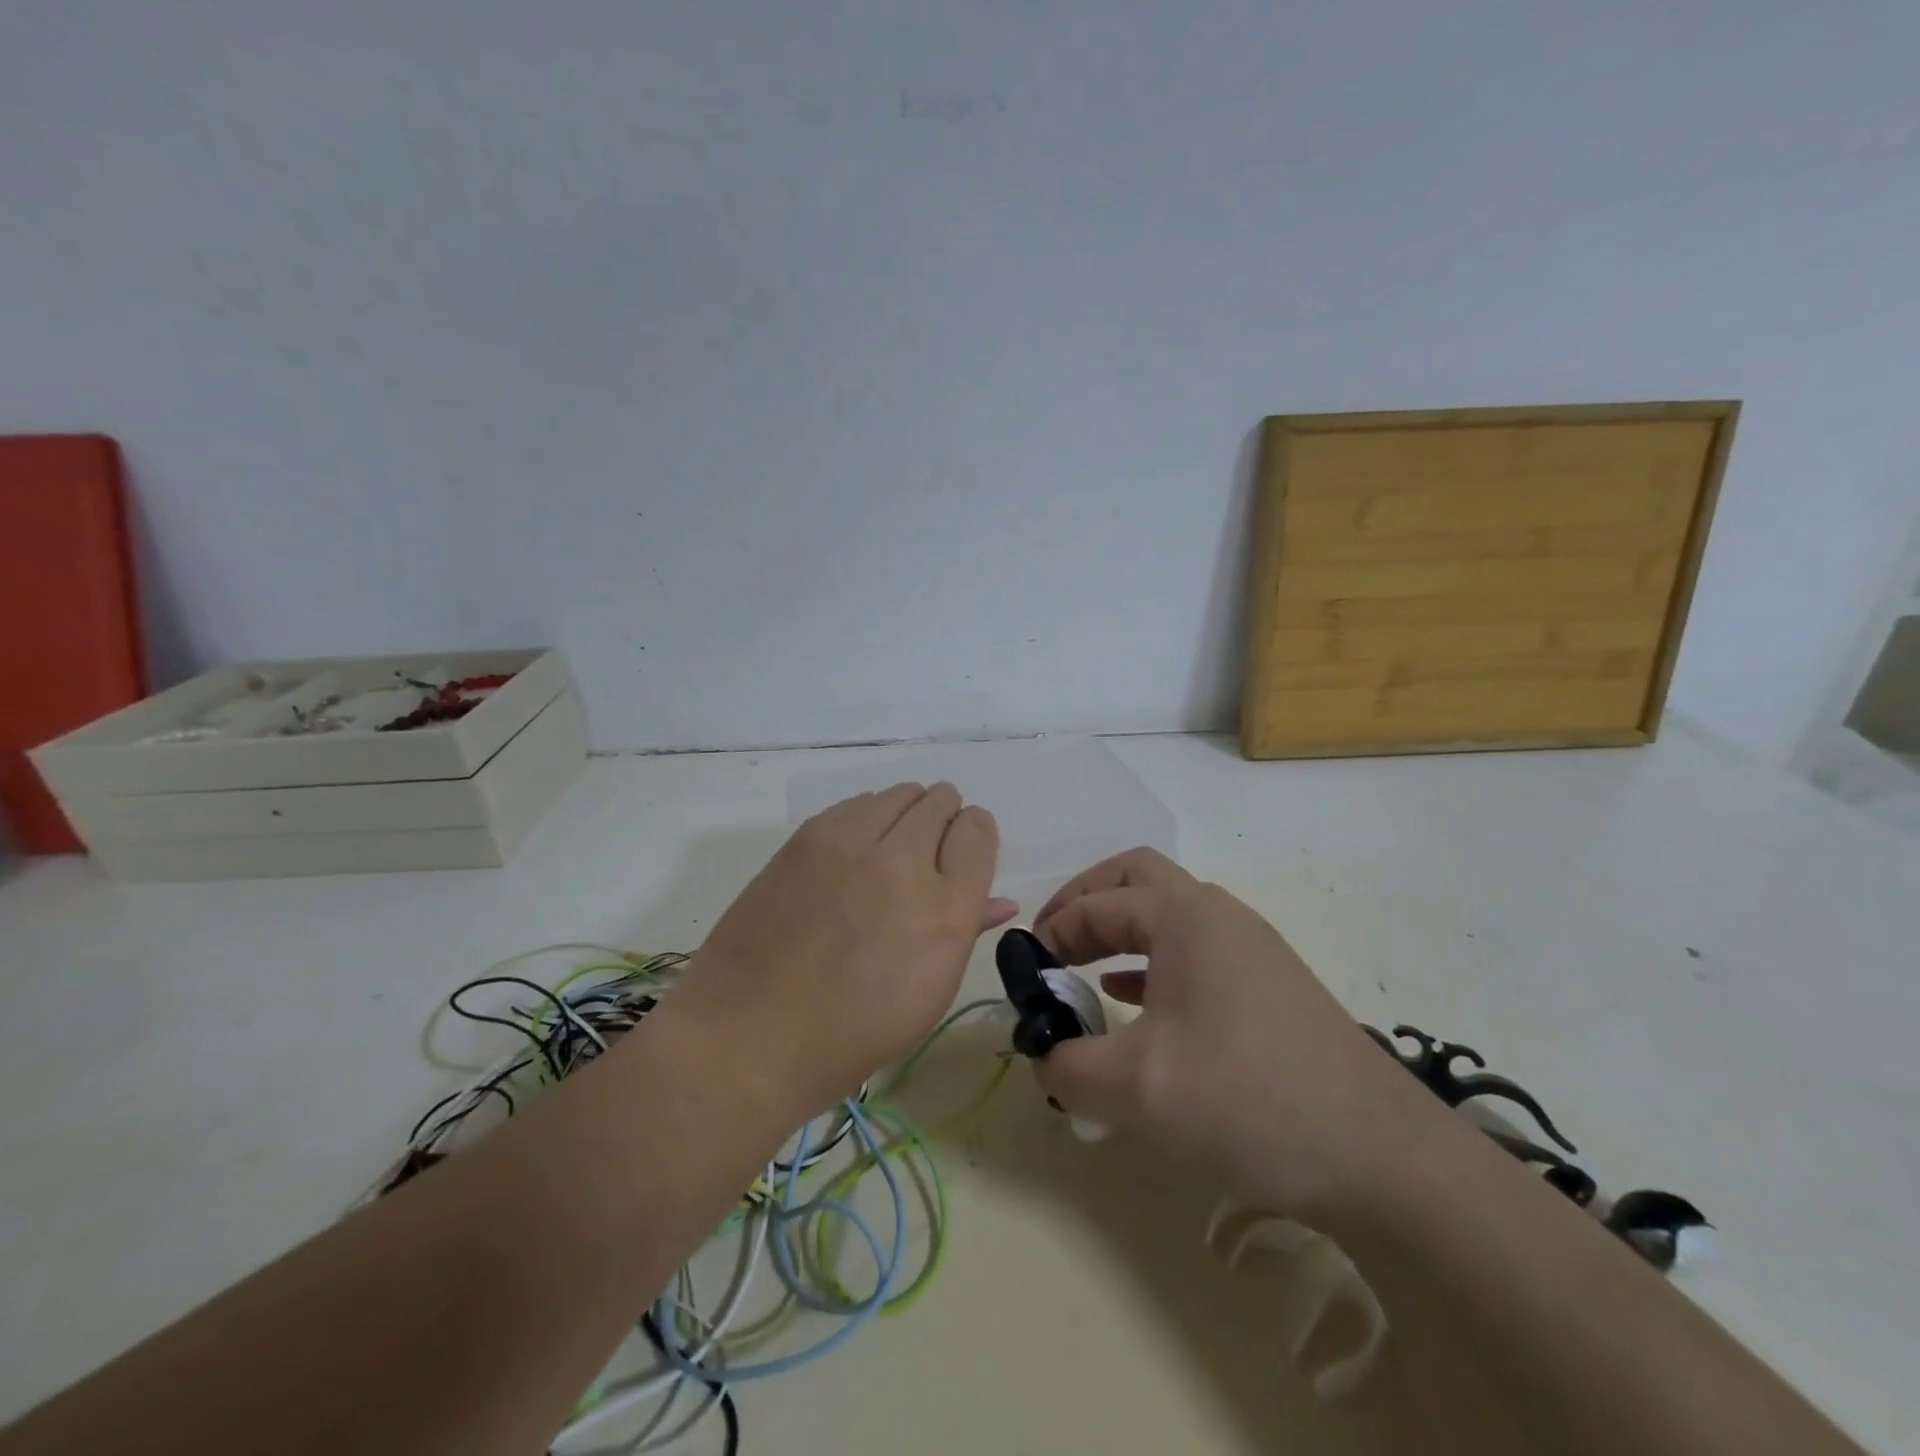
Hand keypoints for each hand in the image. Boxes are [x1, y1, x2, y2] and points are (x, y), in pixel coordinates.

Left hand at [671, 783, 1016, 1117]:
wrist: (751, 1034)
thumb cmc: (853, 1032)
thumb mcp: (929, 993)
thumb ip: (968, 930)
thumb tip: (1000, 899)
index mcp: (945, 909)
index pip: (977, 830)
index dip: (974, 836)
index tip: (962, 852)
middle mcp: (904, 863)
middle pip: (940, 802)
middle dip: (944, 818)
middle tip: (929, 848)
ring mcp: (850, 844)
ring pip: (899, 793)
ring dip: (906, 812)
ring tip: (891, 846)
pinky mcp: (807, 838)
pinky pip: (855, 804)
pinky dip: (866, 816)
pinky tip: (854, 849)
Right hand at [1030, 848, 1449, 1216]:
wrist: (1382, 1157)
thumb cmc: (1248, 1100)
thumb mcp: (1137, 1088)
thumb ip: (1068, 1066)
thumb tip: (1041, 1055)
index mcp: (1184, 915)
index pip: (1096, 905)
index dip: (1051, 932)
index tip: (1026, 974)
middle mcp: (1217, 914)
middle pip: (1135, 877)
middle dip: (1085, 902)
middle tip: (1054, 945)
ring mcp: (1249, 946)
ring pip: (1167, 913)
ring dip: (1119, 931)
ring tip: (1084, 974)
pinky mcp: (1268, 984)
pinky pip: (1193, 951)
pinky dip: (1151, 962)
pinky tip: (1135, 1003)